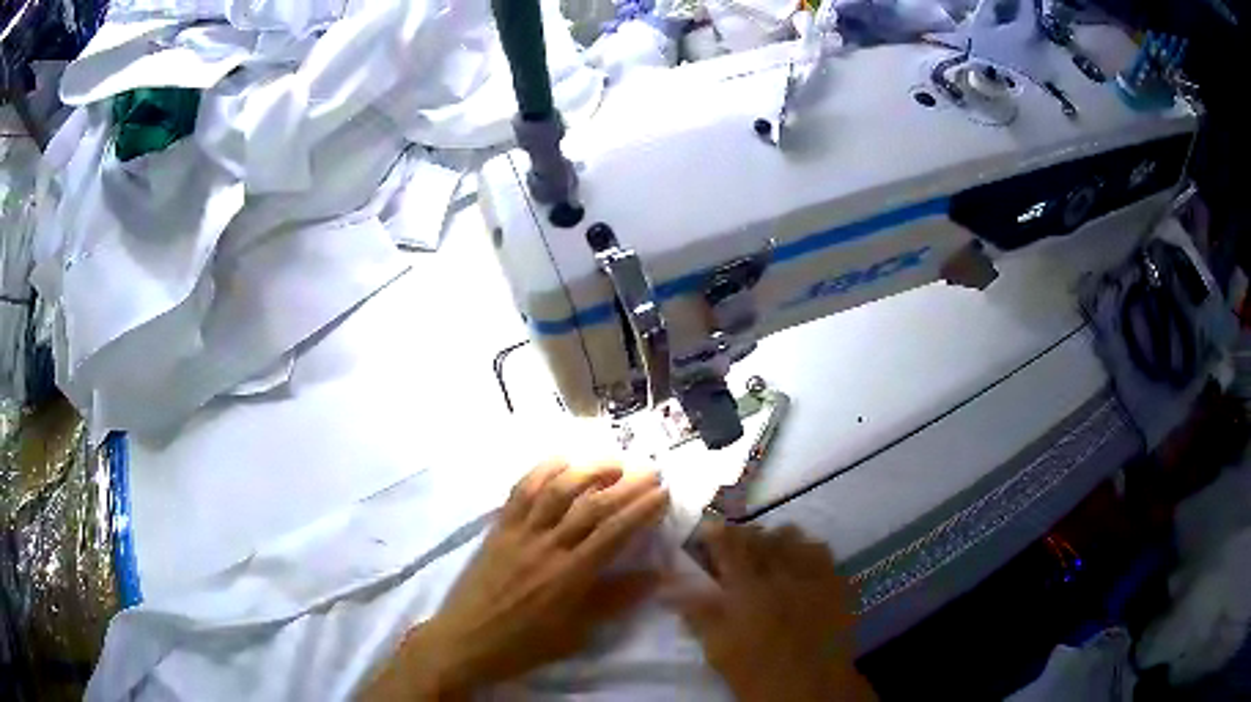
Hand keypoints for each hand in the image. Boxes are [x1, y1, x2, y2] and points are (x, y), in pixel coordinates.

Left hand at [365, 460, 669, 699]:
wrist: (466, 640)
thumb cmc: (525, 644)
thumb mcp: (577, 632)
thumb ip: (615, 601)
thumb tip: (657, 575)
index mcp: (570, 576)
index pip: (614, 532)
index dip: (642, 509)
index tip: (663, 493)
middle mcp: (547, 546)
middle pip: (591, 505)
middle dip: (626, 484)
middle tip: (650, 471)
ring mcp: (519, 533)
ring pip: (556, 490)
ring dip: (588, 470)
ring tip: (613, 461)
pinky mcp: (498, 527)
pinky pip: (520, 491)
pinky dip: (543, 471)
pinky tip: (561, 461)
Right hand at [673, 523, 875, 701]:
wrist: (811, 687)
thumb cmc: (757, 673)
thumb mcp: (718, 648)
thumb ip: (698, 614)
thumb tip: (669, 590)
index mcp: (747, 591)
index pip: (729, 546)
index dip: (716, 532)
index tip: (707, 529)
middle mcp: (779, 574)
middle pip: (759, 536)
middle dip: (744, 534)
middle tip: (735, 544)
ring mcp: (811, 576)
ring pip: (791, 537)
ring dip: (774, 538)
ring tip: (768, 550)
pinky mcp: (834, 583)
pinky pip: (820, 549)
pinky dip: (805, 548)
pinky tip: (800, 559)